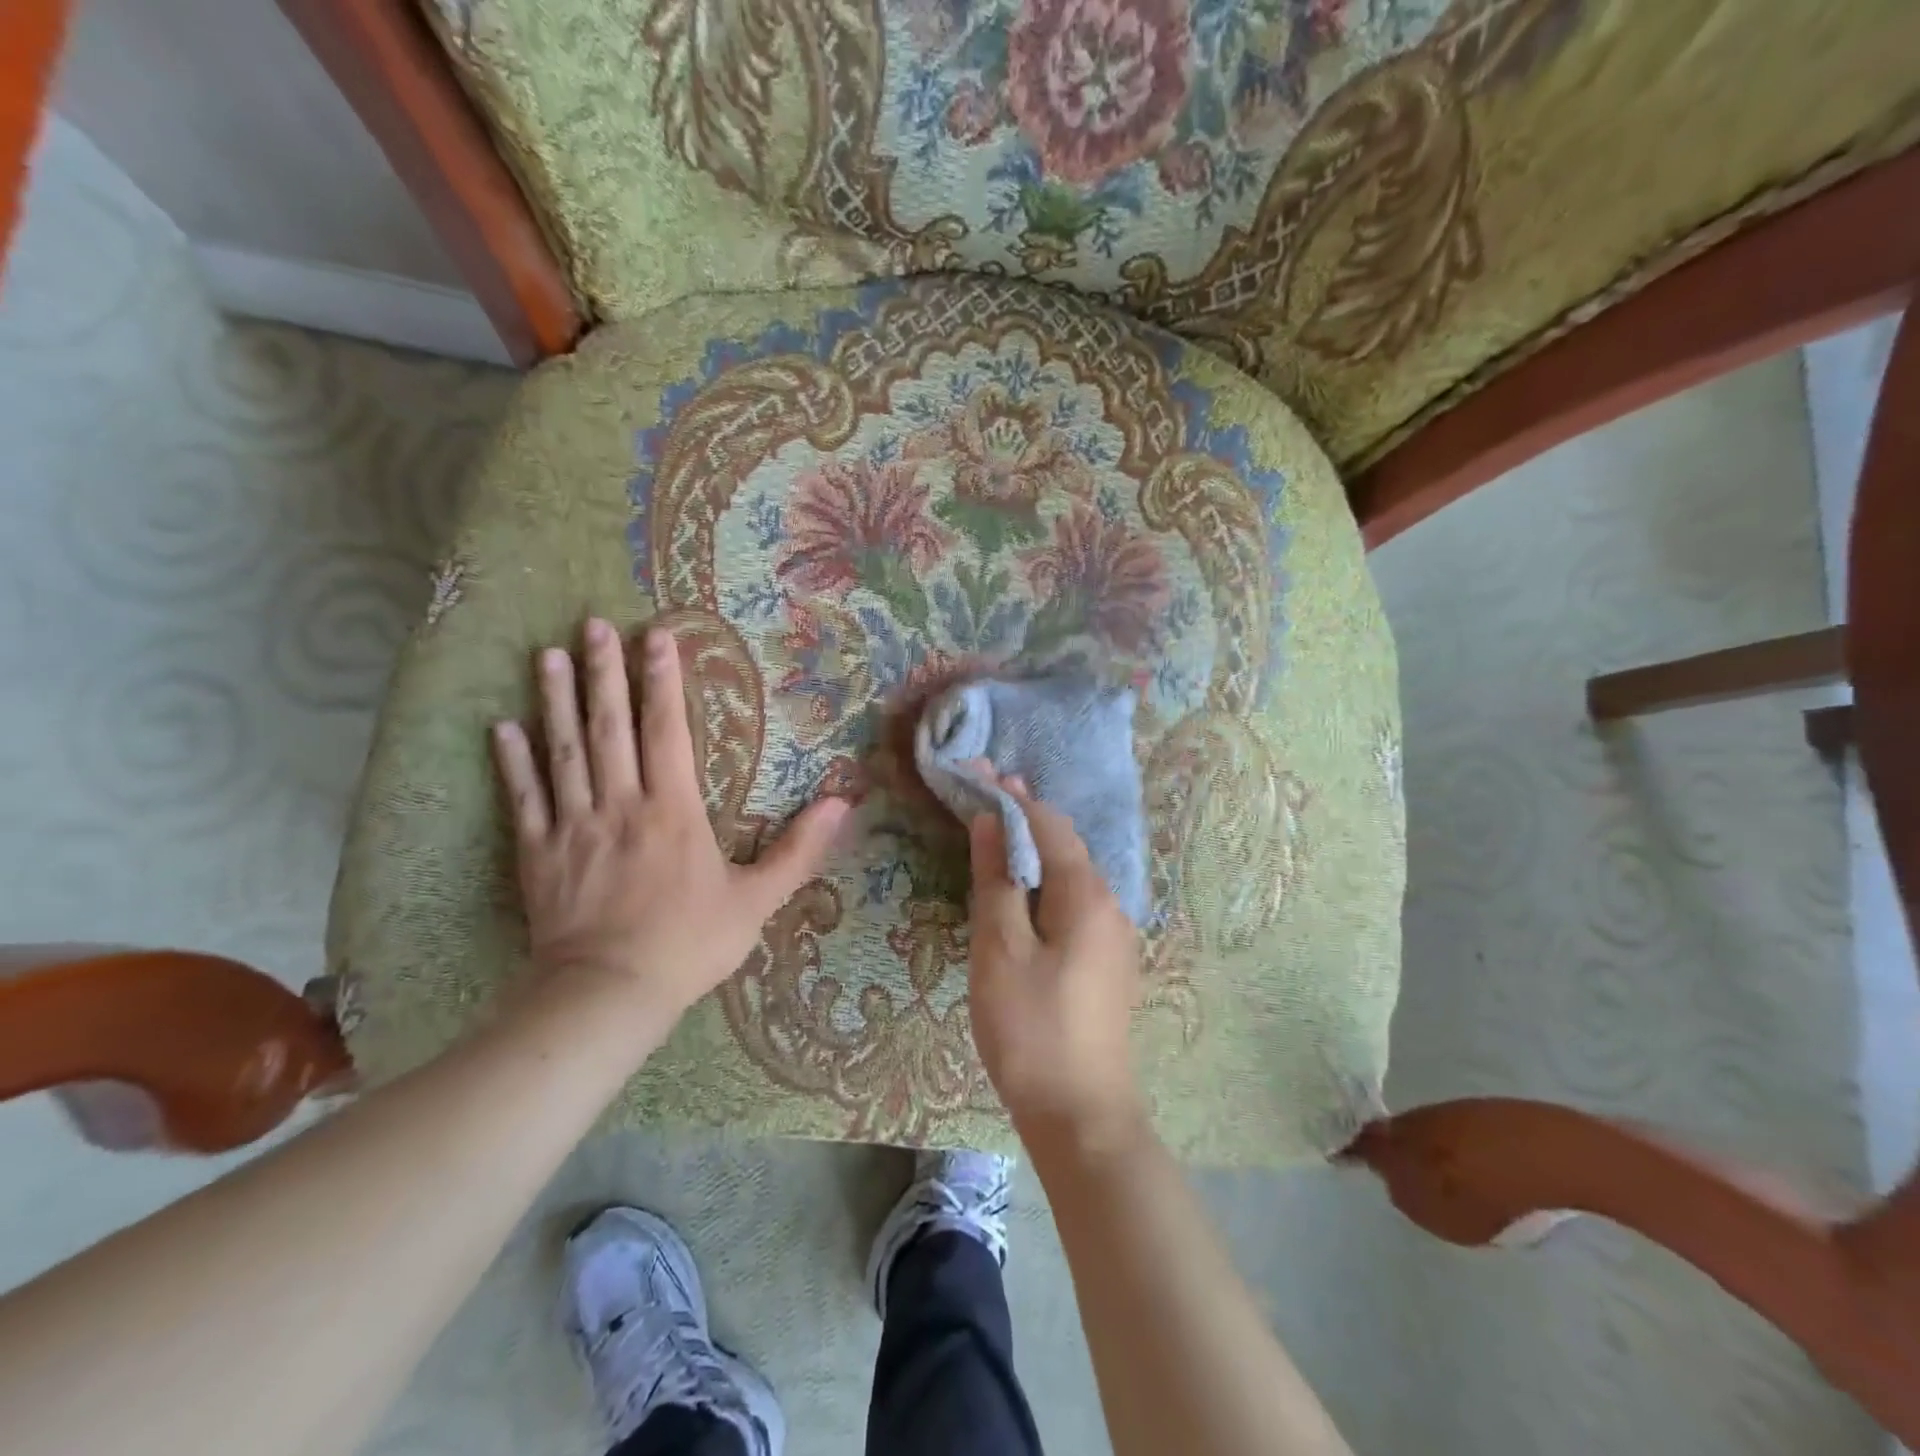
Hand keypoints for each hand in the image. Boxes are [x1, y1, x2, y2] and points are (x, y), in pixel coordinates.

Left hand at [491, 618, 847, 1028]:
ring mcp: (574, 825)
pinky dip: (513, 761)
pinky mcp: (539, 853)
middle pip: (610, 726)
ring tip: (547, 655)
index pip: (667, 730)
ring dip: (555, 701)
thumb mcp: (758, 900)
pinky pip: (524, 797)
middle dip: (604, 672)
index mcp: (673, 810)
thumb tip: (843, 803)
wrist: (609, 994)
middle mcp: (620, 803)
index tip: (657, 636)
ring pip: (563, 751)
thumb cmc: (690, 944)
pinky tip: (503, 727)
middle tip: (593, 624)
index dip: (662, 680)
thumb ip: (799, 849)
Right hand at [967, 780, 1145, 1153]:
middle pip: (1066, 844)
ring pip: (1073, 873)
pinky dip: (1047, 881)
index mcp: (1086, 894)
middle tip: (986, 794)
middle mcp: (1111, 904)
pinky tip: (1026, 889)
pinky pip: (1076, 902)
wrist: (1082, 1115)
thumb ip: (996, 880)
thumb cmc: (1031, 1028)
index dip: (1013, 796)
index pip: (1049, 824)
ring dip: (1038, 848)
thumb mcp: (1000, 949)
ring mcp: (1116, 935)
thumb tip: (990, 821)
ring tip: (1001, 832)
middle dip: (1026, 816)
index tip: (981, 771)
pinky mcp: (1109, 961)